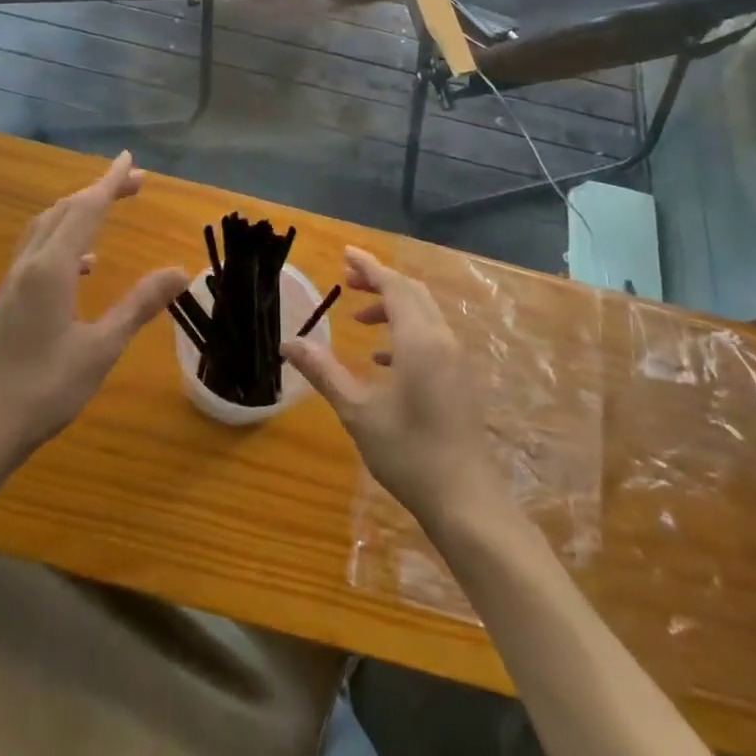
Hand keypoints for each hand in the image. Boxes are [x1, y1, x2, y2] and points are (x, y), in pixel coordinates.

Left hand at [0, 152, 187, 469]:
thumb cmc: (44, 389)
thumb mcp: (102, 348)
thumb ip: (139, 305)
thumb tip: (181, 271)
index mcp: (52, 268)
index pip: (87, 209)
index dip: (110, 182)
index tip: (131, 160)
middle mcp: (29, 264)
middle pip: (65, 210)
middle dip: (99, 190)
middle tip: (135, 184)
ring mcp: (13, 281)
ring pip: (46, 226)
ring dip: (78, 210)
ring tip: (108, 211)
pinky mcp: (8, 299)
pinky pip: (37, 249)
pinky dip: (64, 238)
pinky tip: (83, 265)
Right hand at [282, 247, 495, 528]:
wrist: (466, 501)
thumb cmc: (408, 453)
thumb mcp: (357, 411)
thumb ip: (324, 371)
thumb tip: (289, 343)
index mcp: (419, 340)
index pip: (393, 286)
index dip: (369, 267)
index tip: (345, 253)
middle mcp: (442, 339)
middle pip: (411, 293)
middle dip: (379, 281)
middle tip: (347, 281)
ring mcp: (456, 359)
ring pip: (424, 313)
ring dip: (392, 306)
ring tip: (359, 318)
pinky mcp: (460, 378)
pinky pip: (432, 335)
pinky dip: (406, 330)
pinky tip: (383, 357)